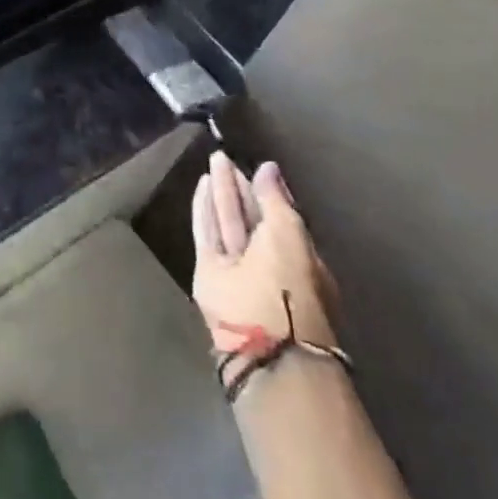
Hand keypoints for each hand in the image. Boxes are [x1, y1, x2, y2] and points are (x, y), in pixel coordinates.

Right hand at [192, 151, 336, 354]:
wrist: (265, 341)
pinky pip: (206, 232)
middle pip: (250, 216)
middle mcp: (265, 259)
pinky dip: (202, 209)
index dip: (265, 191)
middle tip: (224, 157)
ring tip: (213, 161)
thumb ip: (276, 199)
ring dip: (221, 192)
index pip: (278, 215)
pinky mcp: (209, 272)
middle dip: (239, 187)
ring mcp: (236, 267)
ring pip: (227, 221)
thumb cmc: (289, 284)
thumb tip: (268, 167)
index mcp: (295, 254)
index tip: (255, 166)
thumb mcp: (290, 234)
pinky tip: (201, 186)